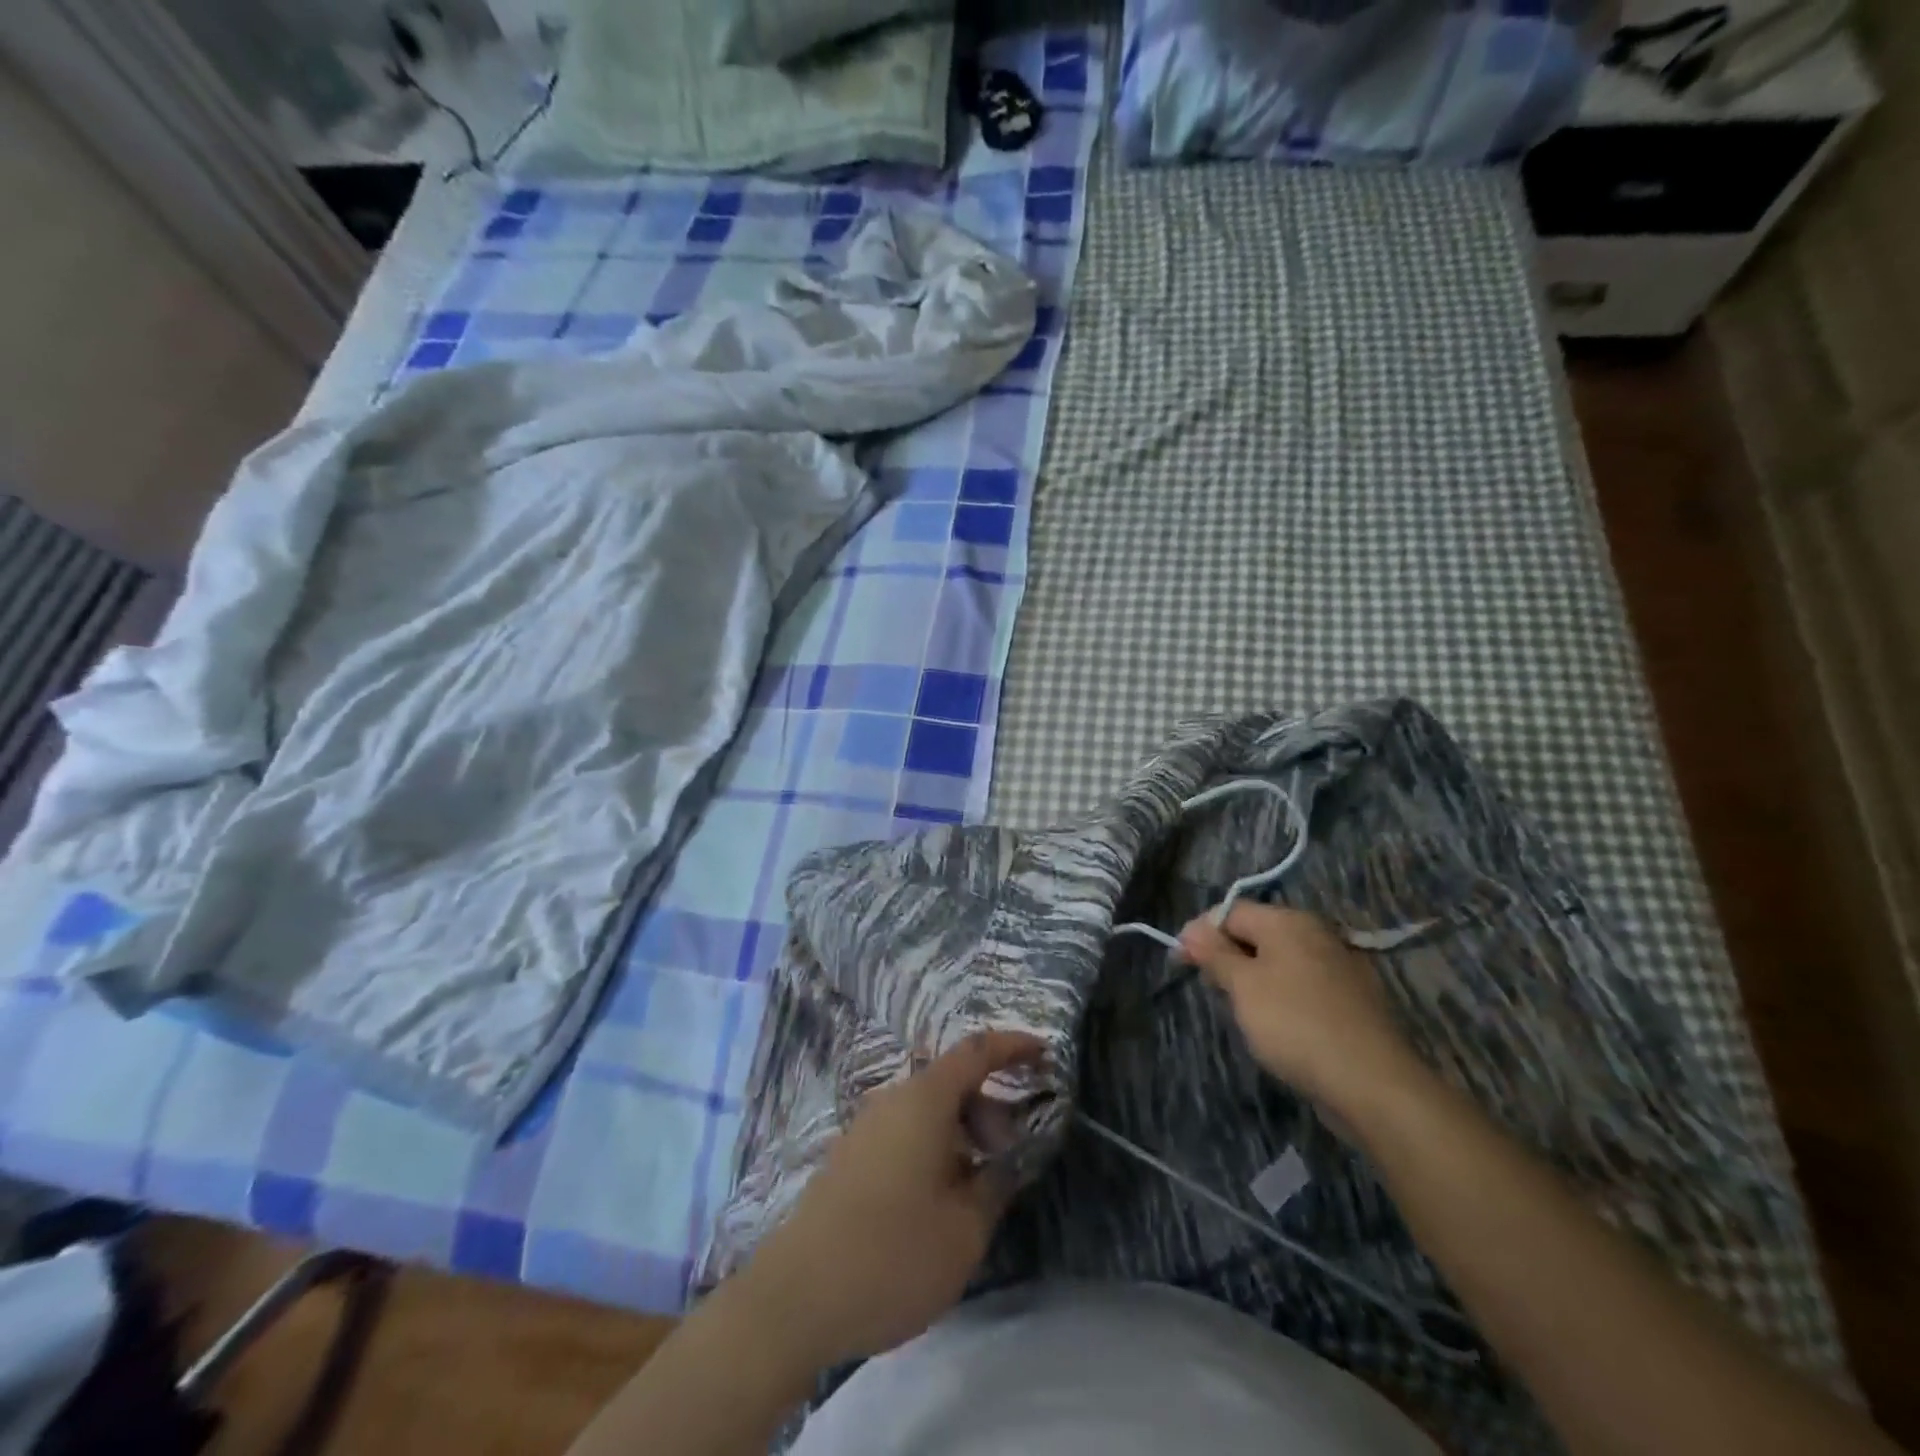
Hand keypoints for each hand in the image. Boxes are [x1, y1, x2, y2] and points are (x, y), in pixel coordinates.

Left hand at [738, 1030, 1042, 1368]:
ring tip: (974, 1187)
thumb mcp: (964, 1229)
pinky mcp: (849, 1156)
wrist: (796, 1296)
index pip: (976, 1052)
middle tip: (1008, 1156)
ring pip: (926, 1110)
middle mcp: (892, 1099)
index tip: (1044, 1054)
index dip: (1013, 1046)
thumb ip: (995, 1185)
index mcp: (924, 1100)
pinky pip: (904, 1131)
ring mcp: (865, 1126)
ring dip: (960, 1132)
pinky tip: (937, 1198)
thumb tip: (1004, 1161)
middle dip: (988, 1107)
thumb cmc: (892, 1255)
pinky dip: (933, 1146)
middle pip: (950, 1081)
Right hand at [1179, 902, 1423, 1112]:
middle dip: (1227, 956)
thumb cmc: (1295, 1023)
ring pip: (1280, 961)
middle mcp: (1317, 933)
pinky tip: (1277, 1025)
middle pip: (1256, 933)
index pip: (1231, 911)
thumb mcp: (1243, 986)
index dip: (1200, 932)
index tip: (1180, 962)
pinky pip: (1303, 985)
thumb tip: (1192, 930)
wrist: (1372, 1083)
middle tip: (1209, 988)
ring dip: (1253, 978)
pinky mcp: (1352, 1000)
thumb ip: (1215, 954)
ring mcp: (1340, 966)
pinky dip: (1282, 996)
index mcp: (1289, 921)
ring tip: (1240, 1010)